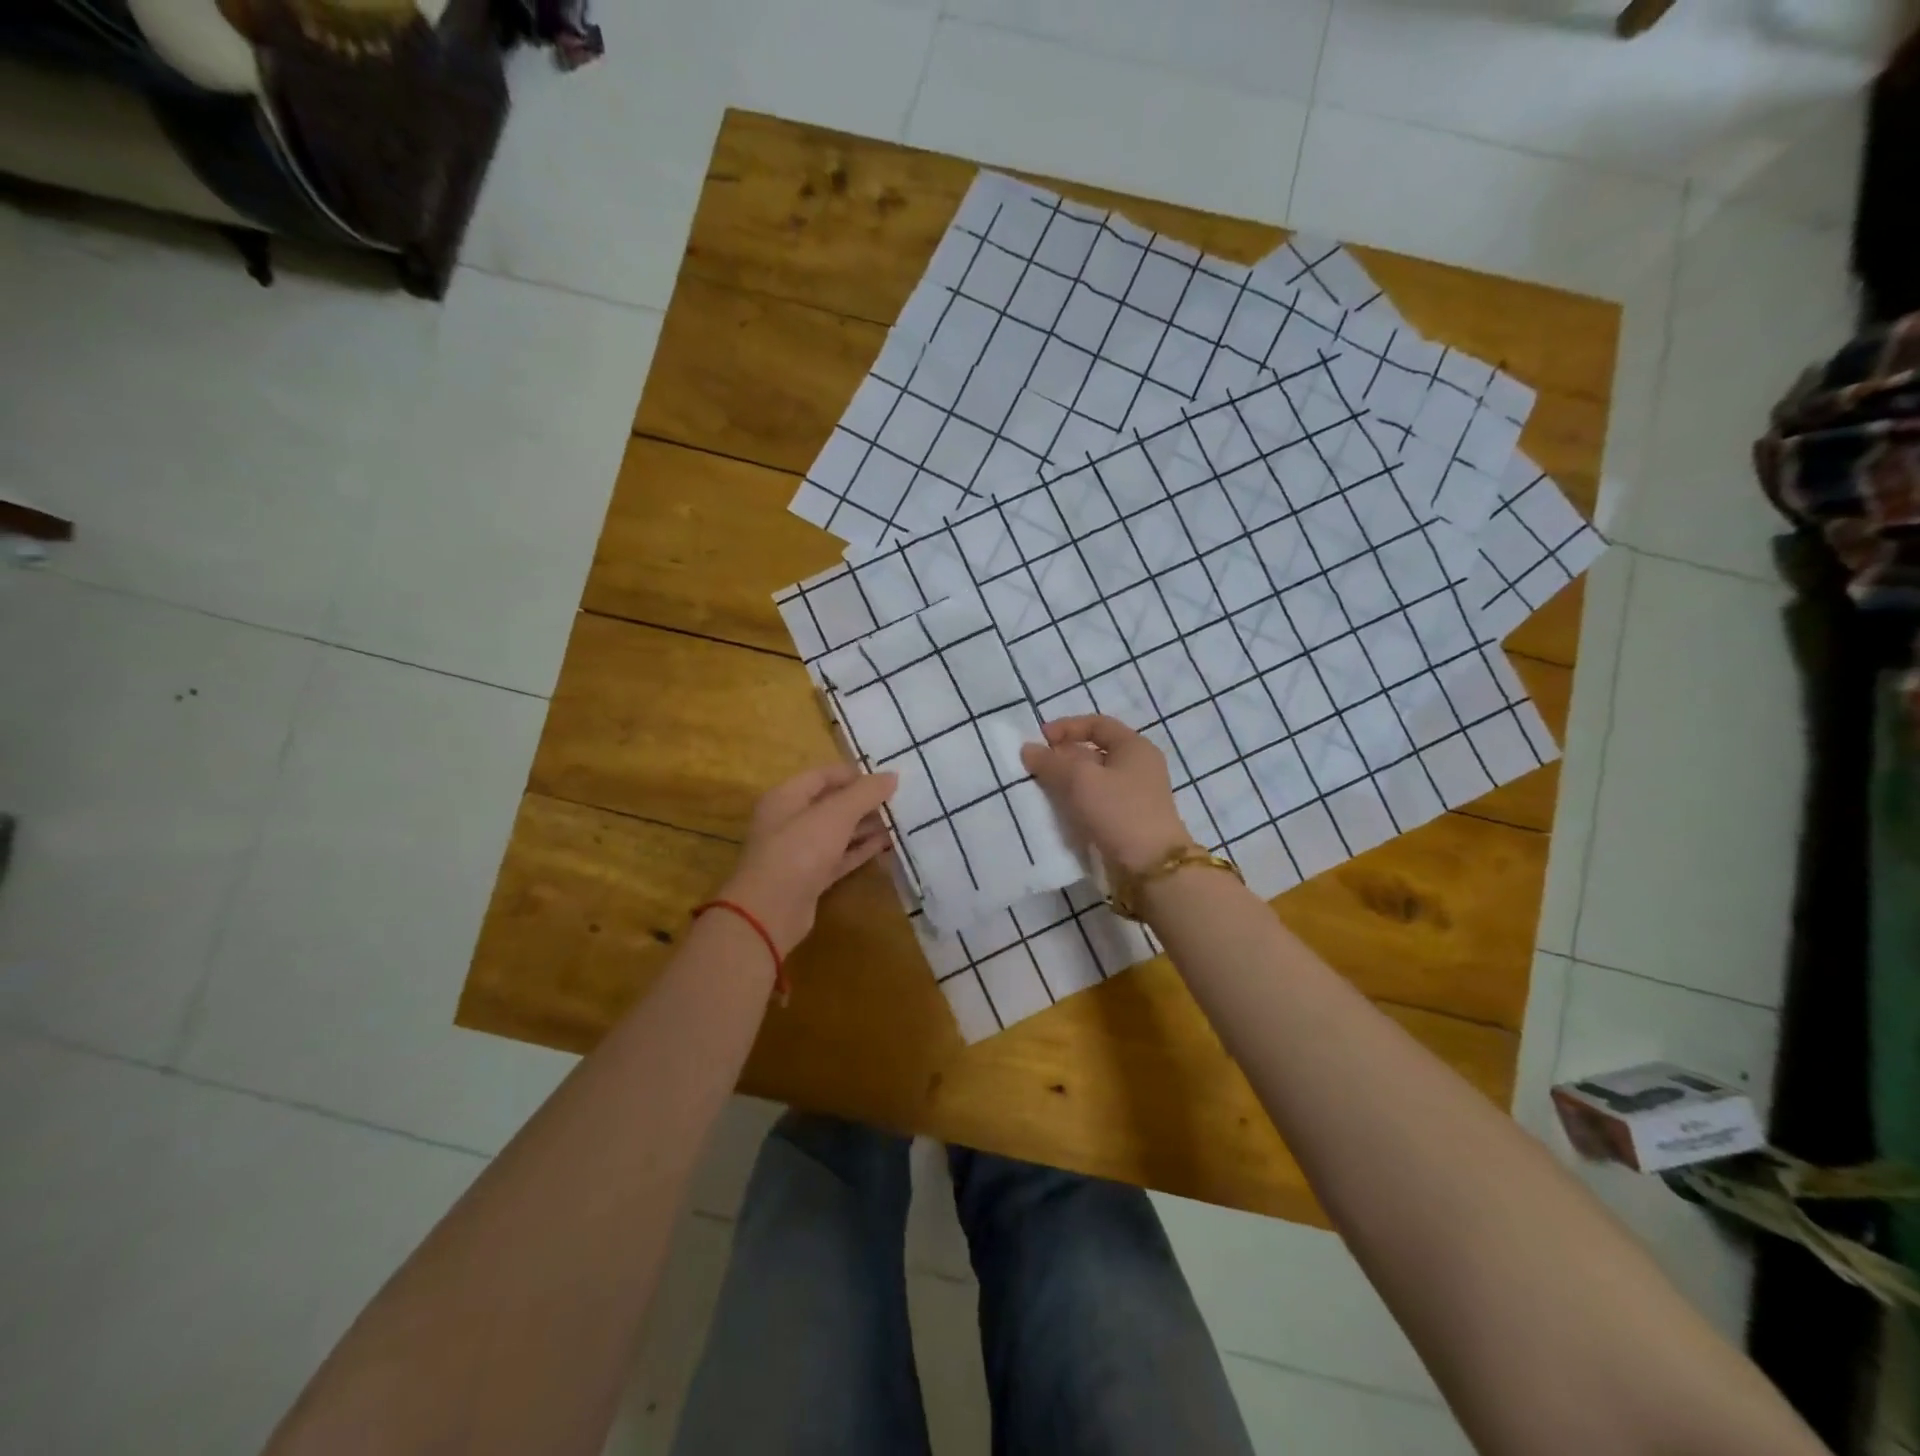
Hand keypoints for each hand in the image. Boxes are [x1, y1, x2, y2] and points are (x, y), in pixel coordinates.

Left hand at [717, 763, 898, 955]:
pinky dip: (860, 850)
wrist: (770, 911)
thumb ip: (864, 793)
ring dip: (865, 826)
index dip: (853, 774)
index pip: (822, 776)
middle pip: (830, 804)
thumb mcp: (835, 815)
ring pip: (837, 832)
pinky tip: (885, 844)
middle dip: (863, 801)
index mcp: (786, 797)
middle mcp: (790, 821)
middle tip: (897, 800)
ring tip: (898, 821)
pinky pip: (839, 857)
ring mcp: (799, 851)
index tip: (885, 779)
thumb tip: (892, 776)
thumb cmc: (799, 850)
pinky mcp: (810, 878)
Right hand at [1020, 715, 1192, 874]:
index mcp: (1134, 746)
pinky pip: (1098, 800)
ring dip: (1068, 780)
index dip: (1066, 727)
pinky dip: (1078, 799)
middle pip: (1095, 750)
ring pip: (1095, 778)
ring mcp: (1136, 794)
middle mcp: (1139, 766)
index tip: (1040, 739)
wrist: (1151, 866)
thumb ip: (1051, 762)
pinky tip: (1061, 810)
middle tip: (1037, 766)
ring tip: (1043, 789)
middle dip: (1064, 755)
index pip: (1097, 724)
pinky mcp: (1130, 818)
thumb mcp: (1080, 780)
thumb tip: (1028, 749)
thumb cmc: (1118, 811)